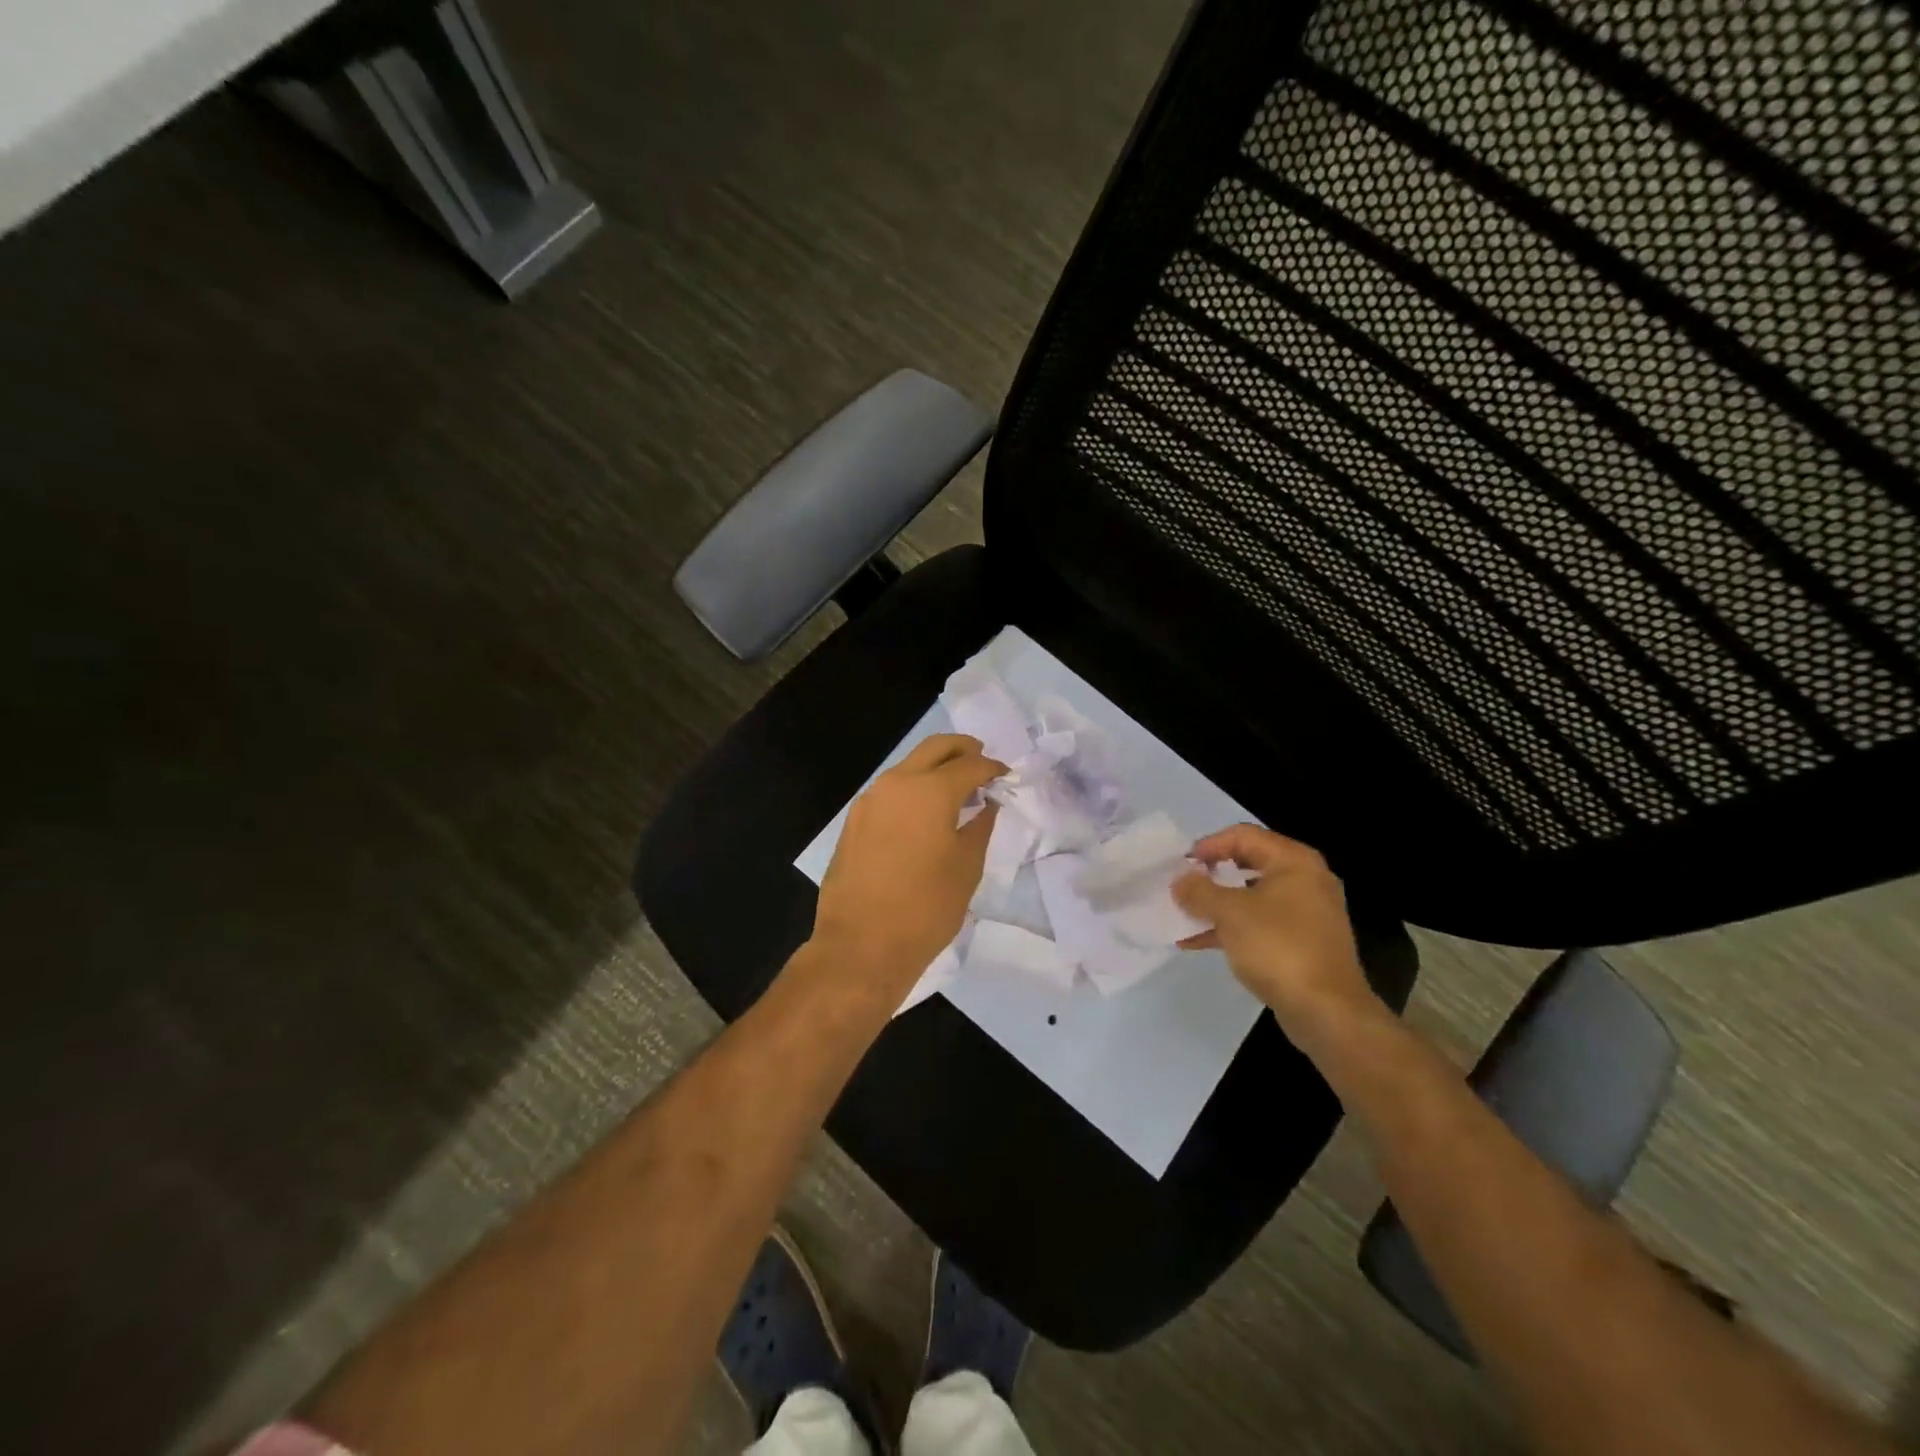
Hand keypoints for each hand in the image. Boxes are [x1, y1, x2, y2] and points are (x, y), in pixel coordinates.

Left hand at [811, 734, 1006, 990]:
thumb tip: (986, 804)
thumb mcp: (966, 867)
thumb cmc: (925, 908)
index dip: (991, 767)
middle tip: (980, 760)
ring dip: (934, 768)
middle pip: (934, 749)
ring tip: (956, 789)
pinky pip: (890, 791)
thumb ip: (980, 827)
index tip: (1005, 776)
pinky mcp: (854, 821)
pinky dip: (912, 789)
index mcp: (929, 791)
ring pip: (908, 767)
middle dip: (961, 749)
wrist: (861, 945)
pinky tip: (925, 812)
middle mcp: (896, 784)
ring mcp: (869, 801)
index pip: (969, 765)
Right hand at [1172, 824, 1382, 1046]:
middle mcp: (1305, 880)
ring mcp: (1306, 913)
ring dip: (1216, 904)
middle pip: (1248, 864)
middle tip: (1182, 886)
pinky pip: (1259, 924)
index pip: (1243, 836)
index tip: (1181, 864)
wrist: (1327, 1012)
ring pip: (1251, 897)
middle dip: (1211, 875)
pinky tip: (1197, 942)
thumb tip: (1180, 881)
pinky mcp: (1301, 943)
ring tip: (1183, 914)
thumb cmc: (1278, 948)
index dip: (1208, 845)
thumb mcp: (1230, 913)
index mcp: (1294, 862)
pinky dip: (1230, 928)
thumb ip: (1199, 891)